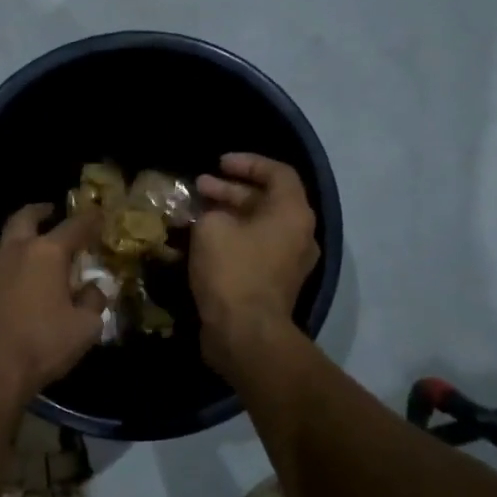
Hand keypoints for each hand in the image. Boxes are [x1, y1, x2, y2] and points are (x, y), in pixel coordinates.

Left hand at [0, 203, 107, 405]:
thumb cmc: (41, 343)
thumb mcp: (84, 327)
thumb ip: (93, 302)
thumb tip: (92, 290)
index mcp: (46, 252)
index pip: (74, 226)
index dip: (91, 219)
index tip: (100, 215)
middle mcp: (15, 250)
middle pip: (26, 217)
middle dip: (42, 212)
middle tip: (53, 212)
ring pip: (5, 239)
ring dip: (21, 235)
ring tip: (34, 245)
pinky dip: (10, 261)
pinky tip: (18, 278)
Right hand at [191, 153, 318, 372]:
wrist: (245, 333)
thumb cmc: (232, 271)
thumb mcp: (211, 228)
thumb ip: (210, 211)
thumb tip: (209, 215)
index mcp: (293, 213)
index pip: (278, 172)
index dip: (247, 163)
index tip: (219, 164)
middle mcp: (299, 234)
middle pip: (268, 200)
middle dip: (231, 190)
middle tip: (200, 187)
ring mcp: (290, 262)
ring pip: (260, 226)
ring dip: (230, 215)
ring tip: (197, 212)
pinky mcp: (275, 284)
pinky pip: (256, 249)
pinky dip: (234, 239)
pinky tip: (205, 240)